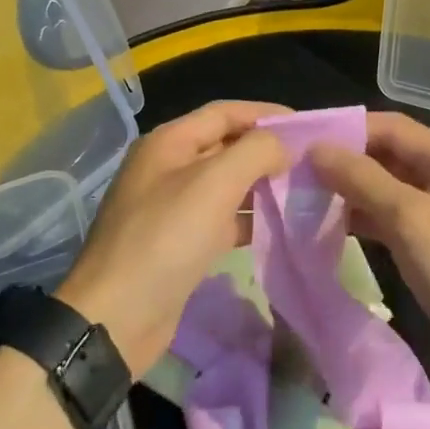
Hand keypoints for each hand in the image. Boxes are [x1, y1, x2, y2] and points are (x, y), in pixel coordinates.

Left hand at [58, 101, 291, 375]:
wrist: (117, 317)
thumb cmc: (166, 238)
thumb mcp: (214, 184)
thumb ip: (254, 152)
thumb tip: (283, 145)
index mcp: (169, 142)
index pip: (225, 112)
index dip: (266, 114)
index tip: (308, 127)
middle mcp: (169, 167)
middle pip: (226, 145)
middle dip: (267, 150)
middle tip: (312, 162)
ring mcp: (173, 206)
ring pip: (227, 184)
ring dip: (262, 184)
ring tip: (304, 191)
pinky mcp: (180, 243)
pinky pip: (222, 218)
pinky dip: (249, 218)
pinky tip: (280, 226)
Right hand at [309, 112, 429, 413]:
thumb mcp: (413, 220)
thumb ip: (362, 180)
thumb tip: (316, 148)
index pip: (389, 127)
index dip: (344, 130)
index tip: (297, 142)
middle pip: (387, 158)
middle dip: (343, 163)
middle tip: (291, 175)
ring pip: (387, 192)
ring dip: (349, 194)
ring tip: (301, 201)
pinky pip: (394, 224)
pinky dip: (364, 223)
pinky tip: (330, 230)